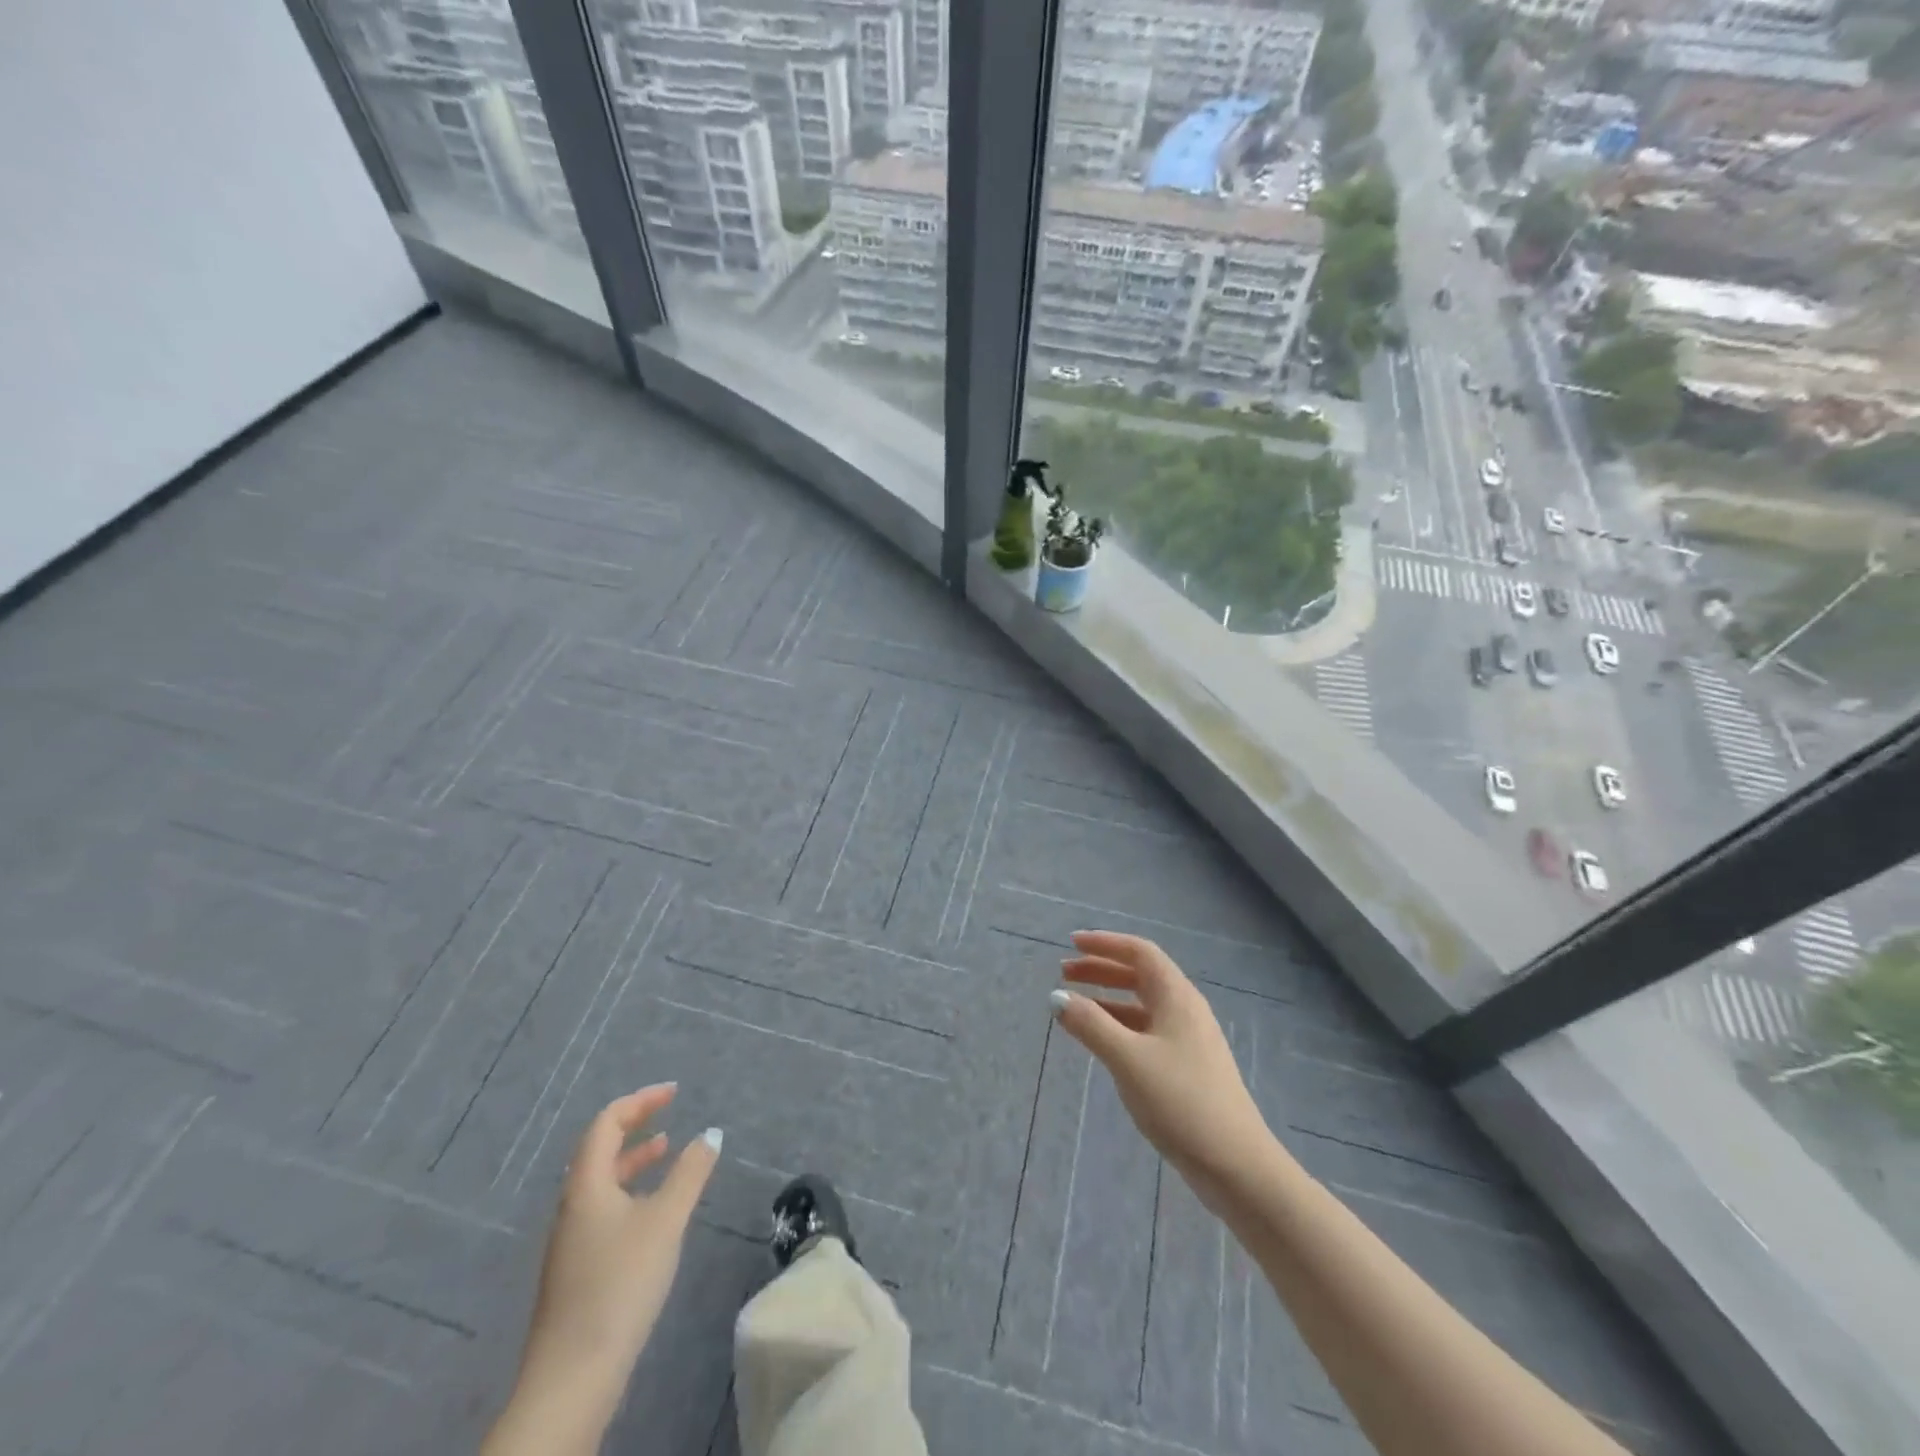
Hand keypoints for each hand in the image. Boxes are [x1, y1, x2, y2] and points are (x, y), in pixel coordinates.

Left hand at [505, 1084, 719, 1439]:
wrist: (571, 1379)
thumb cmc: (620, 1285)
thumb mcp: (665, 1221)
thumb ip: (690, 1173)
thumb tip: (711, 1133)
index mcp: (586, 1185)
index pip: (606, 1123)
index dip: (640, 1102)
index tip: (674, 1093)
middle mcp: (572, 1205)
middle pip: (599, 1149)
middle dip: (635, 1125)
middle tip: (670, 1113)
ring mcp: (571, 1240)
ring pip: (602, 1181)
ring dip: (633, 1159)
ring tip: (666, 1151)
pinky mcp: (577, 1269)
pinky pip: (603, 1207)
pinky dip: (630, 1190)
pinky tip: (653, 1211)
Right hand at [1052, 931, 1270, 1210]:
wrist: (1236, 1165)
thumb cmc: (1181, 1102)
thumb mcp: (1128, 1059)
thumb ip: (1090, 1024)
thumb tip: (1056, 997)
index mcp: (1177, 997)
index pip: (1140, 952)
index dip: (1105, 943)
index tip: (1072, 942)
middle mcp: (1185, 1010)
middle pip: (1140, 975)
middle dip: (1101, 969)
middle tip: (1065, 973)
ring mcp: (1189, 1040)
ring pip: (1142, 1005)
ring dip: (1108, 999)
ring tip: (1074, 1007)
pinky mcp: (1188, 1068)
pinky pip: (1147, 1031)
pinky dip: (1120, 1026)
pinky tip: (1101, 1043)